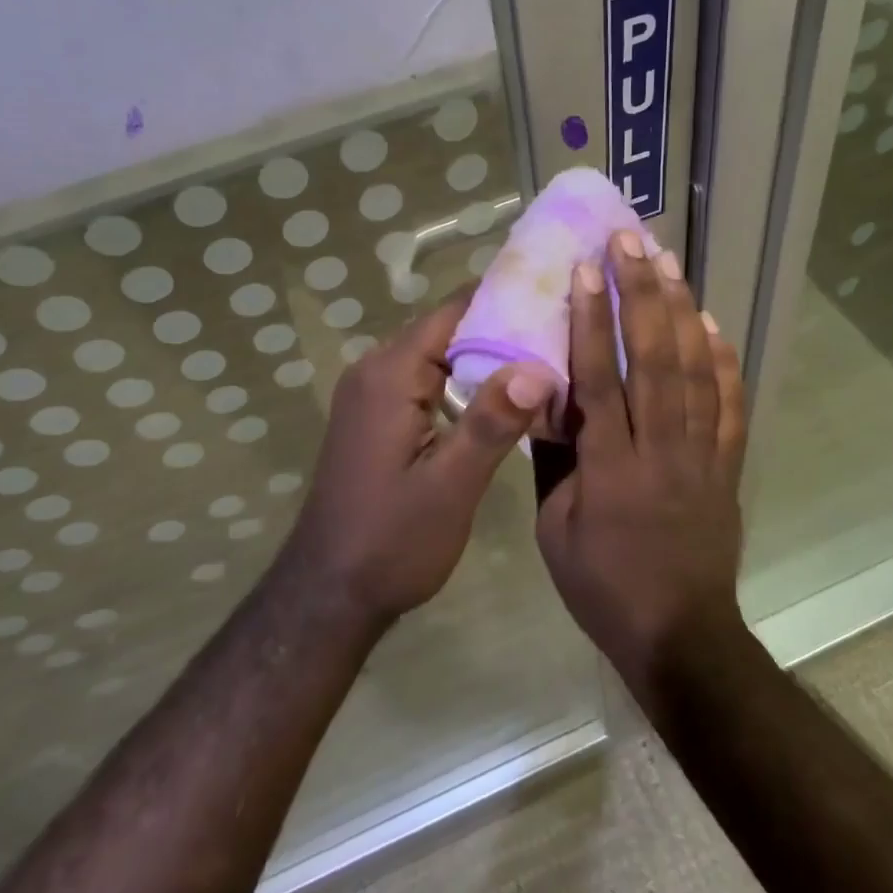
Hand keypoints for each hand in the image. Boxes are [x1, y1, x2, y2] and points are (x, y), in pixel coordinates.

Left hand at [282, 294, 555, 628]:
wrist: (329, 592)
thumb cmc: (391, 542)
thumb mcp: (449, 487)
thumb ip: (490, 424)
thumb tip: (537, 368)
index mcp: (389, 374)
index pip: (453, 311)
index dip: (505, 301)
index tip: (556, 300)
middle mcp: (374, 370)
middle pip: (446, 329)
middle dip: (503, 328)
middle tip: (563, 334)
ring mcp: (371, 393)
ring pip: (437, 355)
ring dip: (485, 357)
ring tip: (546, 360)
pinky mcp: (375, 416)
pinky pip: (425, 380)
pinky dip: (463, 381)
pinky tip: (503, 398)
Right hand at [535, 232, 747, 698]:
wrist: (679, 635)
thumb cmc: (602, 586)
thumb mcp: (554, 529)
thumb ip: (553, 460)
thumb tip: (548, 401)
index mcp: (611, 467)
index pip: (600, 379)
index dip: (591, 321)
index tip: (586, 271)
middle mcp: (661, 449)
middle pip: (654, 358)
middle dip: (641, 294)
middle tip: (631, 242)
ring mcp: (702, 455)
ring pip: (696, 370)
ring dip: (682, 311)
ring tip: (668, 263)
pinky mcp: (727, 466)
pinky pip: (731, 405)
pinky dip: (724, 360)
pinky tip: (714, 323)